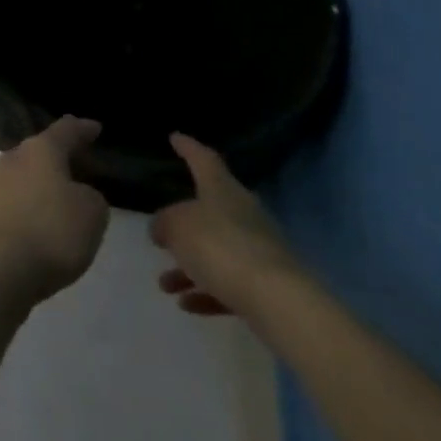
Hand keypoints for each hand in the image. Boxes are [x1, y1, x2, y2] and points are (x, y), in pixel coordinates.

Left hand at [0, 116, 110, 310]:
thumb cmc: (50, 232)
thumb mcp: (92, 213)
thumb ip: (92, 196)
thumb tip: (76, 194)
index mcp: (40, 149)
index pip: (66, 130)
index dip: (83, 128)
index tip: (95, 127)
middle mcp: (13, 158)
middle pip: (42, 151)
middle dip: (63, 157)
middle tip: (85, 165)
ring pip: (27, 174)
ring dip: (46, 182)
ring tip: (68, 196)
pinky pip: (18, 199)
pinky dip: (34, 204)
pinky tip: (45, 220)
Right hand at [150, 133, 301, 318]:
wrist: (277, 300)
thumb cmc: (220, 247)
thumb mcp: (176, 226)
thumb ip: (164, 223)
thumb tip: (163, 228)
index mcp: (223, 191)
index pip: (204, 160)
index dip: (188, 148)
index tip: (175, 137)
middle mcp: (243, 214)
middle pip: (210, 209)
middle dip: (184, 221)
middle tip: (164, 228)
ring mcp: (258, 249)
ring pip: (215, 251)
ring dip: (188, 265)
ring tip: (165, 284)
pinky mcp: (266, 283)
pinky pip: (228, 282)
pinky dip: (206, 290)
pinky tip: (187, 304)